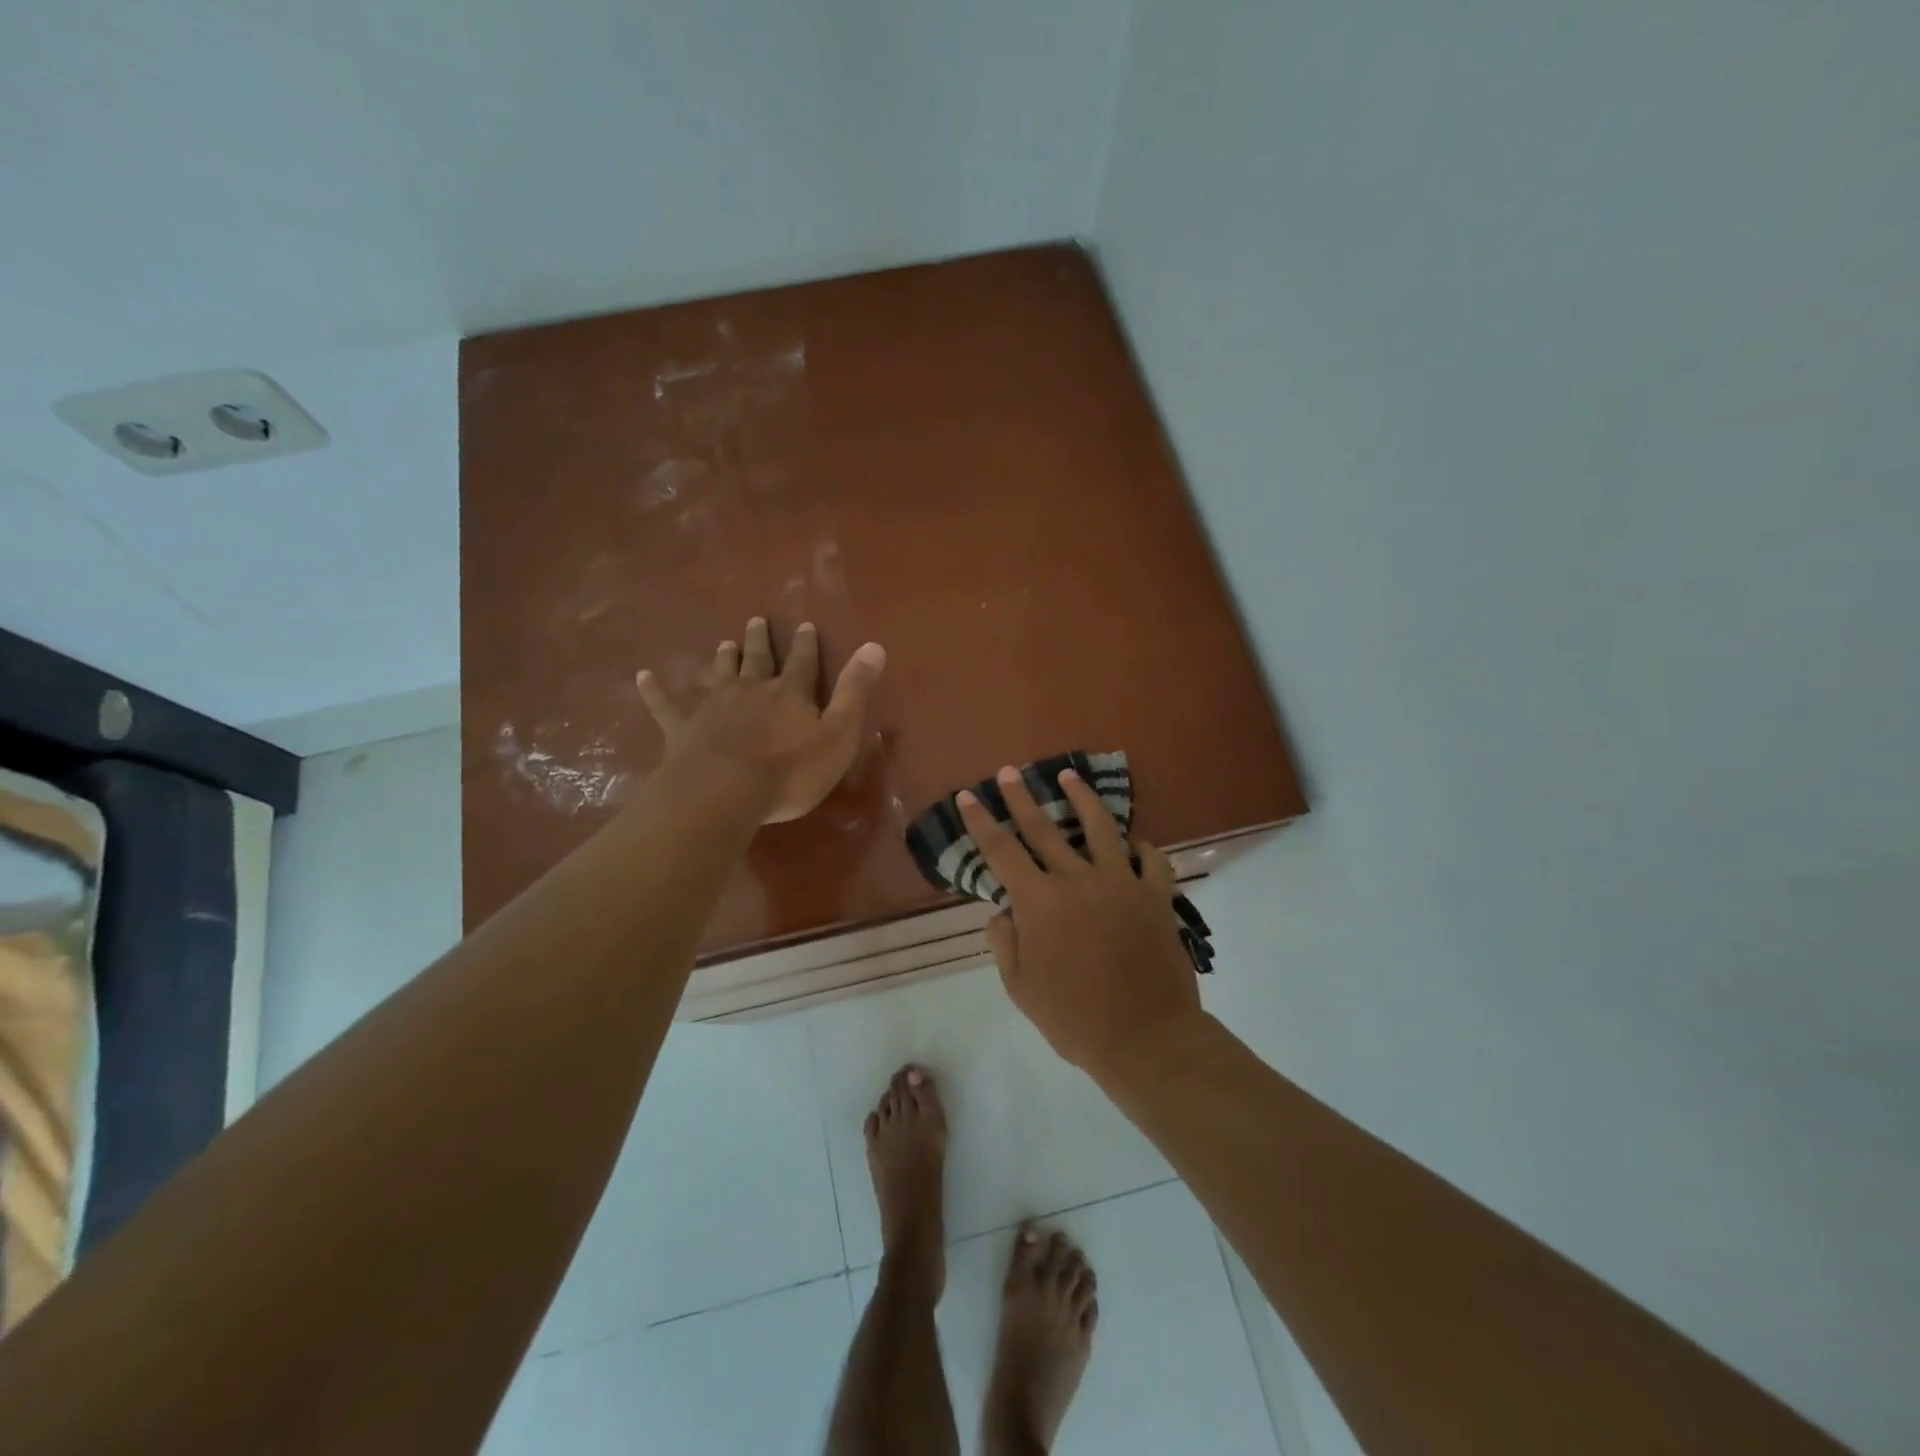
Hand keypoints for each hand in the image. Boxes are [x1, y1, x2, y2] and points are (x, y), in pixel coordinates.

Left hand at [636, 617, 885, 823]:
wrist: (723, 792)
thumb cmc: (789, 771)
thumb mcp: (838, 735)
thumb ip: (855, 692)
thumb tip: (875, 646)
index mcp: (789, 694)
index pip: (802, 663)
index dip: (805, 645)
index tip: (805, 625)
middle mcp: (750, 690)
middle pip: (757, 660)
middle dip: (760, 642)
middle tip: (756, 621)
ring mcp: (713, 707)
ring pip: (719, 675)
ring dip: (723, 659)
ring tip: (724, 644)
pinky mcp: (682, 729)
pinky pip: (665, 705)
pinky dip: (654, 690)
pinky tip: (642, 676)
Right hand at [958, 765, 1204, 1084]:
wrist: (1145, 1038)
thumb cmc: (1074, 1017)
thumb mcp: (1021, 988)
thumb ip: (1005, 942)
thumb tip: (1004, 911)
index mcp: (1040, 901)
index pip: (1001, 851)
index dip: (981, 821)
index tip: (967, 795)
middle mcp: (1078, 879)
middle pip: (1044, 828)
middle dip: (1021, 797)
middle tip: (1009, 771)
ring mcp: (1121, 882)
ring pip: (1100, 827)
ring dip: (1081, 798)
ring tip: (1070, 775)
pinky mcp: (1156, 895)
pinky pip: (1151, 859)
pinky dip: (1142, 846)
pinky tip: (1135, 841)